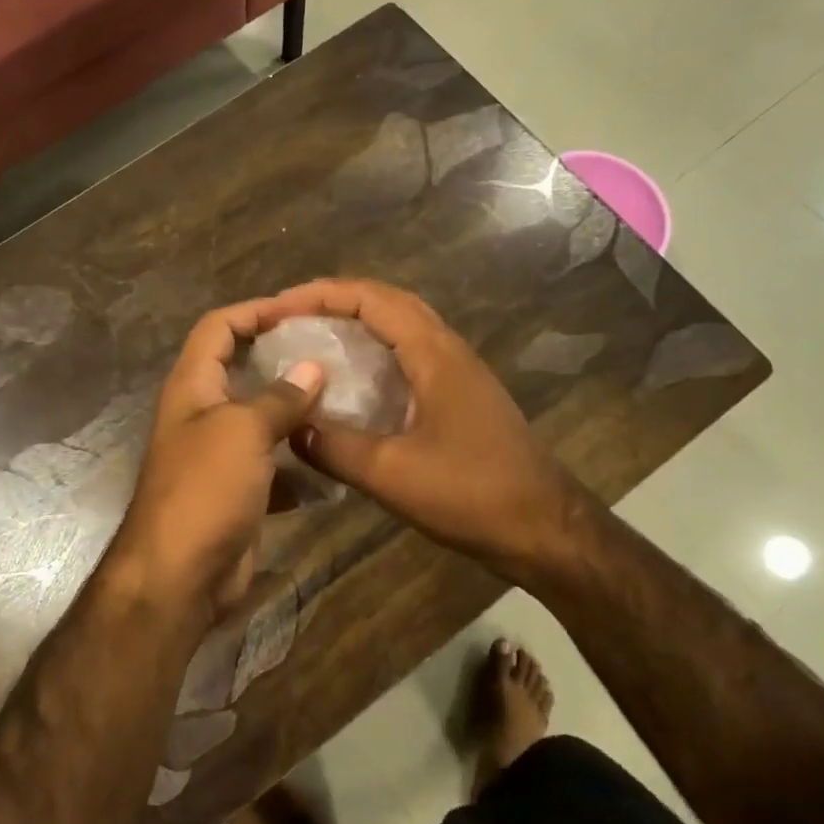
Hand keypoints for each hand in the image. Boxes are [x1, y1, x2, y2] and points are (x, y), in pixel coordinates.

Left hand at [108, 300, 324, 624]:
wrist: (179, 576)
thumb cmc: (205, 489)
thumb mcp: (243, 431)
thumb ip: (279, 397)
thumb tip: (313, 369)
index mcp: (192, 386)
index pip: (217, 327)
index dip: (254, 311)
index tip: (299, 311)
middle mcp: (202, 414)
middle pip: (241, 370)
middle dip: (282, 360)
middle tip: (332, 354)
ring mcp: (219, 456)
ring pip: (261, 420)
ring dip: (296, 413)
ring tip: (343, 402)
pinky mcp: (237, 492)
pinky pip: (273, 466)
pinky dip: (299, 464)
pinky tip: (333, 462)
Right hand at [258, 279, 577, 582]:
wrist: (545, 529)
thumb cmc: (472, 495)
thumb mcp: (392, 474)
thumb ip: (335, 447)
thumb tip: (291, 428)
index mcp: (434, 354)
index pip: (370, 299)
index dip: (319, 295)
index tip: (277, 309)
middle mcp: (447, 351)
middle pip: (386, 303)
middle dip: (334, 302)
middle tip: (287, 319)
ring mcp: (457, 373)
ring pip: (399, 328)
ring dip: (354, 324)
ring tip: (309, 341)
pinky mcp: (459, 398)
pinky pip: (407, 358)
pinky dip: (372, 355)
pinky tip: (348, 384)